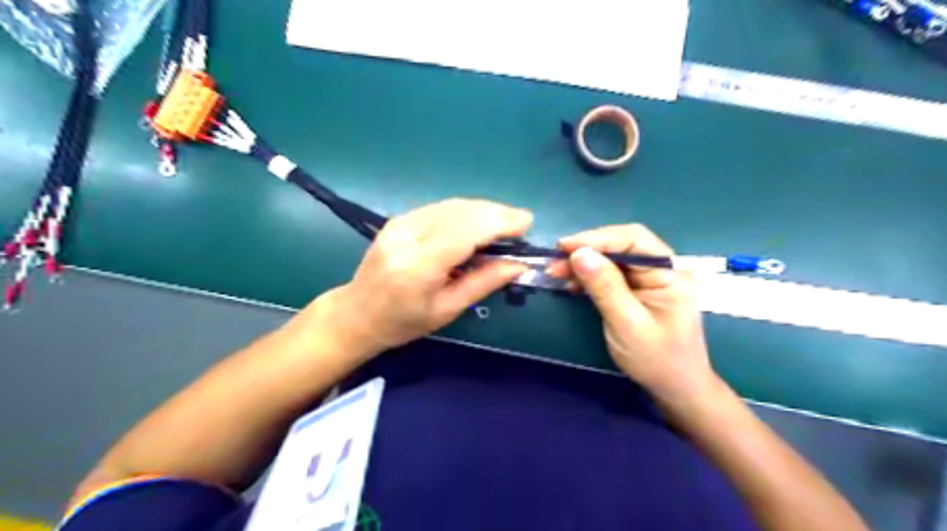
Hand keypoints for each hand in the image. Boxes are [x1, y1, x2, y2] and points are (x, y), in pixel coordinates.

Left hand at [311, 200, 530, 356]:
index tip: (526, 223)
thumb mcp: (447, 310)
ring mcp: (400, 223)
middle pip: (461, 211)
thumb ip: (483, 283)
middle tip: (520, 224)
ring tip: (505, 224)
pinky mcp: (399, 218)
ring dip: (484, 210)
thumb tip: (518, 264)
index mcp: (419, 266)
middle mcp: (407, 236)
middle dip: (497, 212)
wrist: (357, 313)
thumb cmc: (403, 322)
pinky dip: (466, 212)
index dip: (500, 222)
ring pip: (453, 204)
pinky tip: (479, 223)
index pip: (465, 231)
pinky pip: (441, 207)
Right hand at [548, 222, 717, 402]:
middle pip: (621, 246)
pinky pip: (610, 275)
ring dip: (584, 263)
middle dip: (588, 250)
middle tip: (555, 261)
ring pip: (612, 259)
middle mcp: (661, 269)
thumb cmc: (656, 359)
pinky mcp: (635, 290)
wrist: (674, 389)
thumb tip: (579, 253)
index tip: (565, 246)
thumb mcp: (627, 324)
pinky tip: (571, 282)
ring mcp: (648, 279)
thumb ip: (605, 287)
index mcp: (670, 273)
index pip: (634, 240)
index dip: (598, 238)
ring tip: (556, 271)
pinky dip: (589, 276)